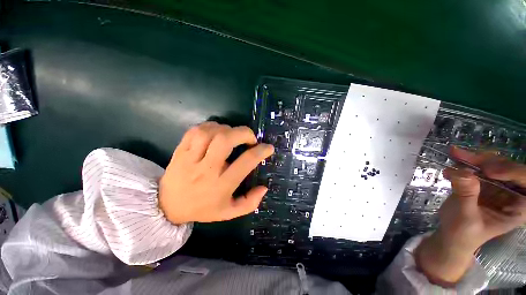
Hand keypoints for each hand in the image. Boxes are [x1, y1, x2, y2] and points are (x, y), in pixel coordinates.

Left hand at [158, 122, 273, 224]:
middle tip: (250, 137)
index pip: (245, 162)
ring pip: (210, 133)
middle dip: (243, 133)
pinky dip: (210, 126)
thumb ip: (250, 203)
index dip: (260, 151)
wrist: (167, 206)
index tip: (268, 147)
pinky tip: (216, 132)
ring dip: (226, 129)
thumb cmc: (203, 209)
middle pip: (225, 141)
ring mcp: (190, 158)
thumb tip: (264, 187)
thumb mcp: (229, 212)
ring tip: (233, 135)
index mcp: (221, 185)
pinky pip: (195, 131)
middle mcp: (206, 170)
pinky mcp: (179, 151)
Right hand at [416, 147, 525, 284]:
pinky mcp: (484, 182)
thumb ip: (467, 195)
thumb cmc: (463, 233)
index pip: (525, 182)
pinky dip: (466, 161)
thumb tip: (462, 173)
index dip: (511, 172)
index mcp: (519, 206)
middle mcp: (512, 193)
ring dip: (474, 158)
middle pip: (507, 168)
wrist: (452, 235)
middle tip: (463, 156)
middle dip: (487, 161)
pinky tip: (454, 160)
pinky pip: (479, 166)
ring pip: (492, 163)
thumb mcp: (466, 217)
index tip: (488, 171)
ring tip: (455, 154)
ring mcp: (498, 186)